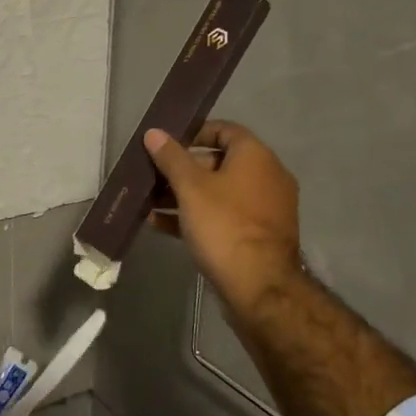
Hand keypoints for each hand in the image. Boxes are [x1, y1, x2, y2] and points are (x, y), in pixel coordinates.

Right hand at [145, 120, 302, 314]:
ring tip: (149, 203)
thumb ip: (171, 158)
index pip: (225, 130)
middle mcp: (266, 177)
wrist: (259, 286)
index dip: (194, 133)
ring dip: (184, 195)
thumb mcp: (191, 188)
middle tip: (152, 177)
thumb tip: (154, 132)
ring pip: (218, 193)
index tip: (166, 144)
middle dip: (182, 169)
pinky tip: (162, 225)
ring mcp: (264, 208)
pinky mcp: (257, 235)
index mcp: (256, 156)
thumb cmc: (224, 225)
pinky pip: (223, 216)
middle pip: (219, 162)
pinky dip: (196, 216)